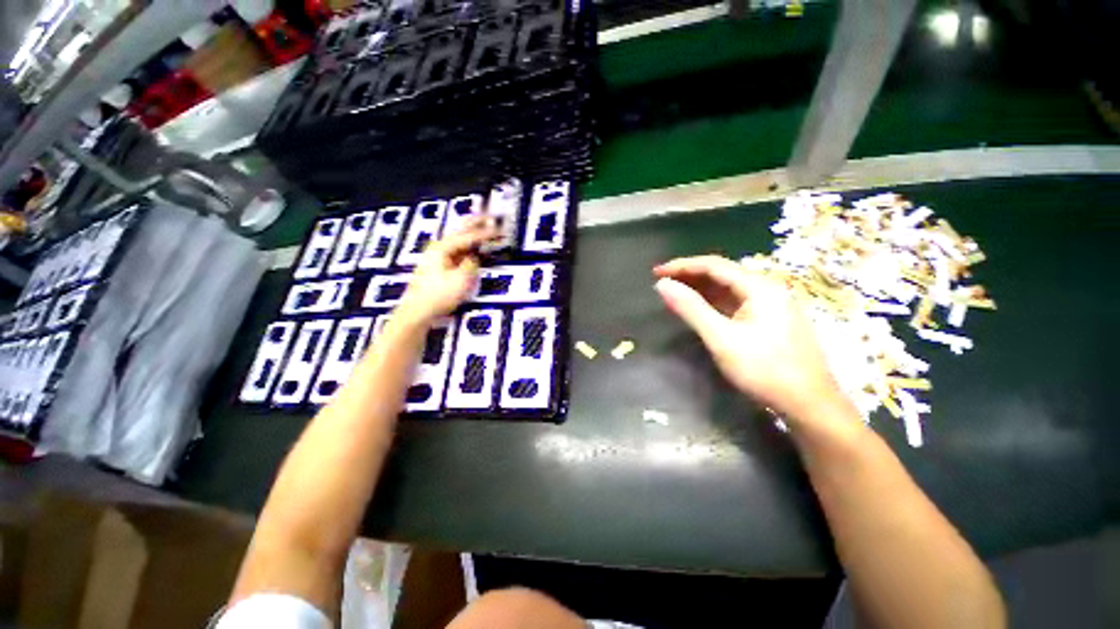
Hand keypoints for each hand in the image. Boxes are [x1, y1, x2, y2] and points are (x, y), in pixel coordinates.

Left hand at [397, 217, 499, 323]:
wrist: (417, 311)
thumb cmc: (439, 295)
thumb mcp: (461, 280)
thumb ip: (471, 264)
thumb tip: (474, 258)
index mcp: (443, 247)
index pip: (468, 236)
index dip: (485, 233)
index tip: (500, 229)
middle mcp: (438, 247)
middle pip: (460, 231)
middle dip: (476, 223)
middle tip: (490, 215)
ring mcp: (437, 256)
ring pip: (458, 240)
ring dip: (472, 234)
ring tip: (484, 227)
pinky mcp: (438, 266)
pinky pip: (457, 250)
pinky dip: (468, 246)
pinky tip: (473, 247)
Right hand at [653, 255, 857, 426]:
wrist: (809, 404)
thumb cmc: (764, 370)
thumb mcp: (721, 338)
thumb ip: (691, 309)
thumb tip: (663, 285)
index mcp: (759, 287)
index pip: (714, 265)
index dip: (682, 266)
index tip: (656, 272)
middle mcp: (766, 289)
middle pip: (722, 274)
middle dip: (689, 276)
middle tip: (661, 282)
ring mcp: (769, 305)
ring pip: (728, 289)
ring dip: (700, 289)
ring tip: (674, 293)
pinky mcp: (768, 321)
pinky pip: (734, 303)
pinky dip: (712, 303)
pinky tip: (699, 308)